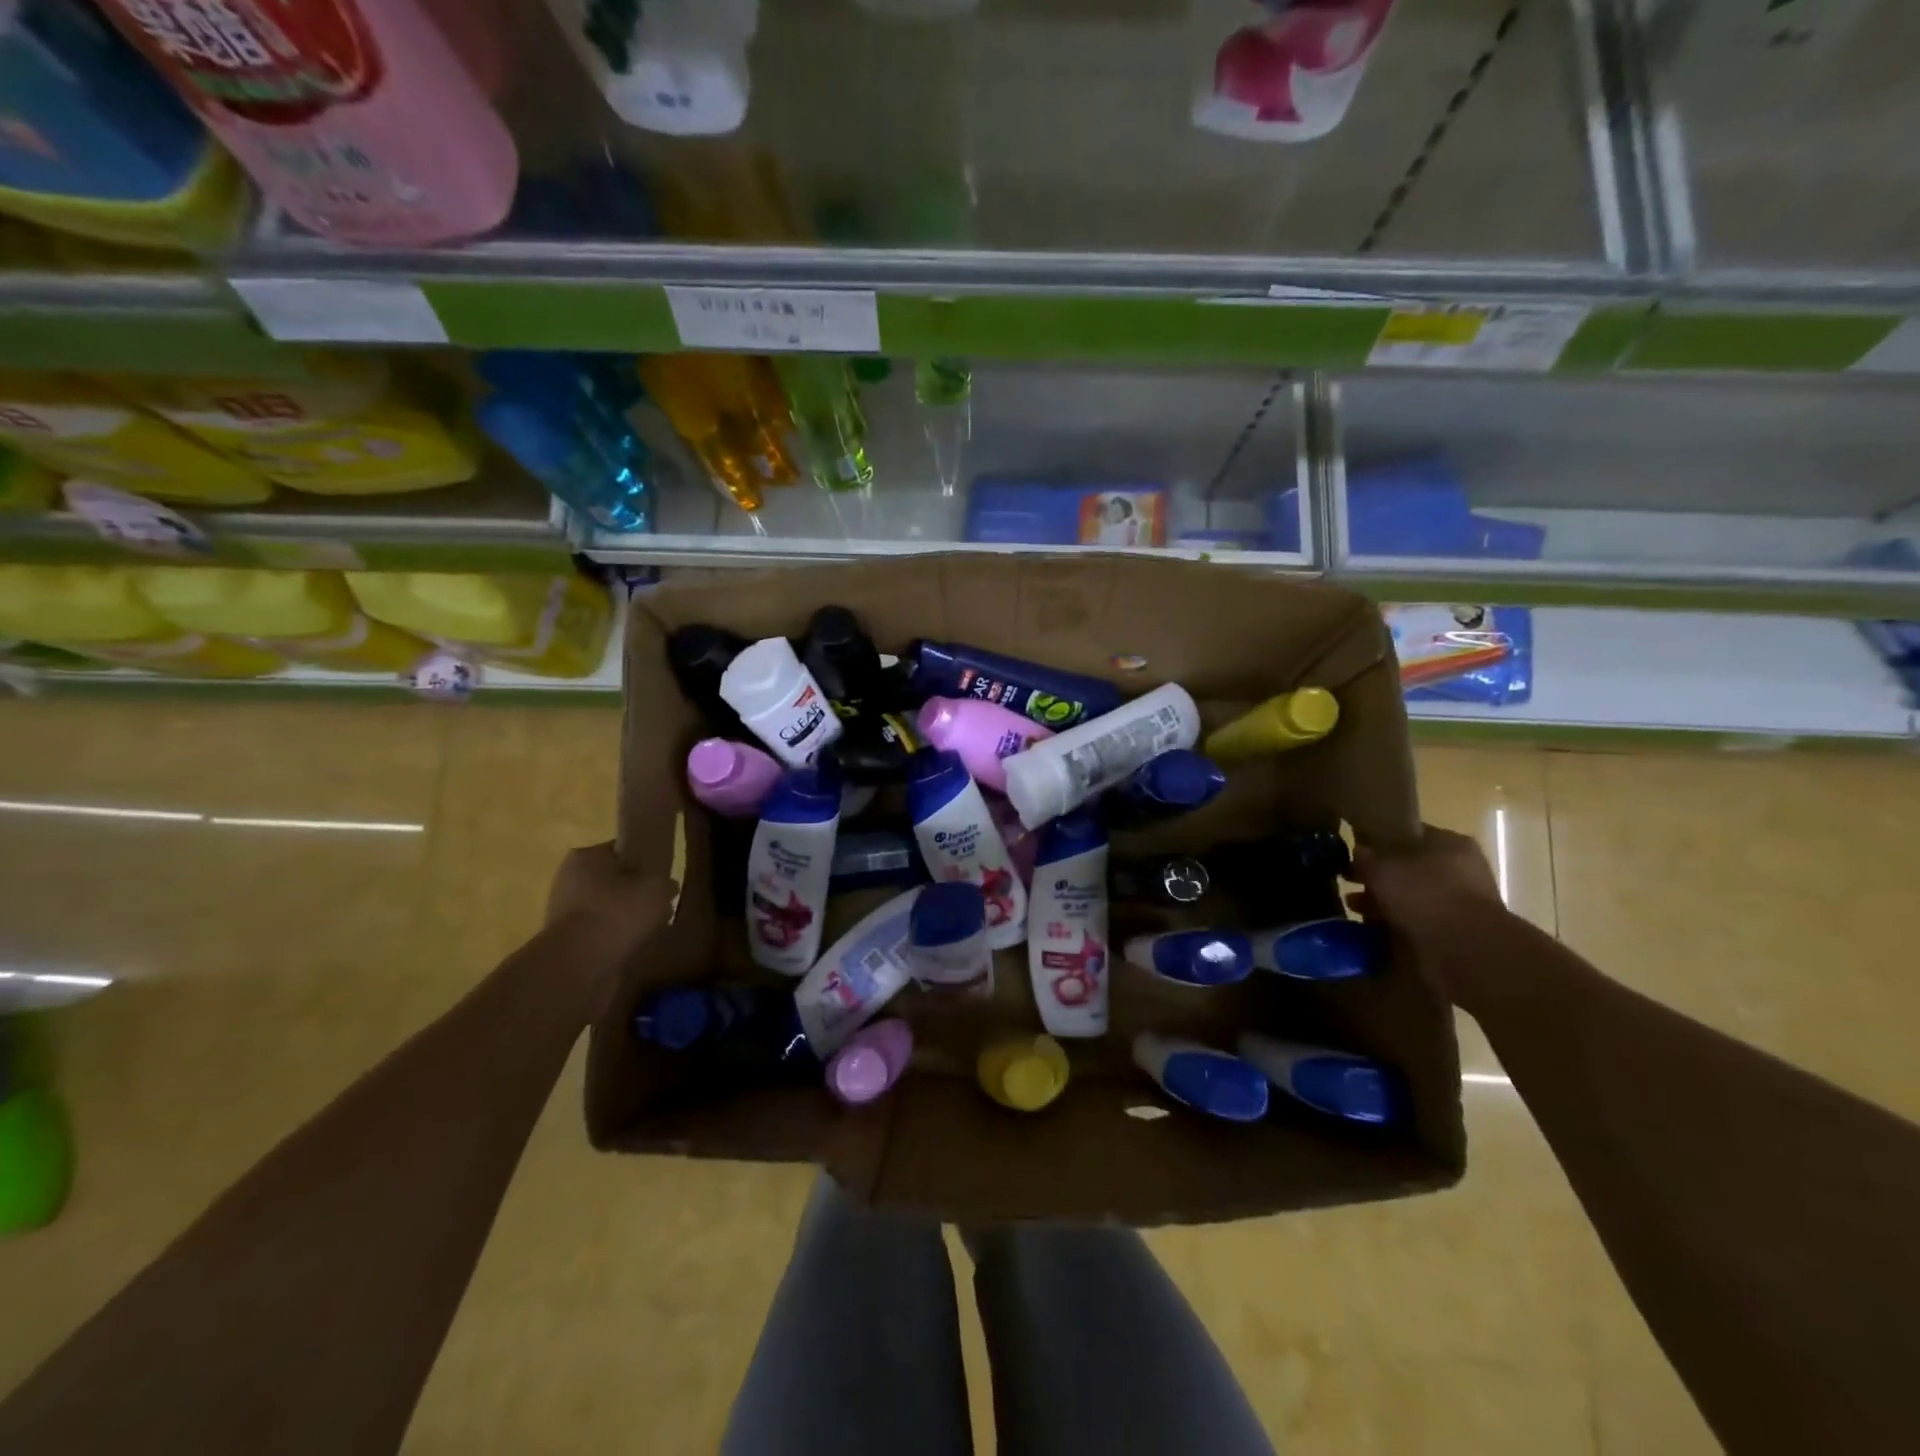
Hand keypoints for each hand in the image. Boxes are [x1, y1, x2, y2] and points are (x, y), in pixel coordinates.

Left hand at [545, 842, 676, 967]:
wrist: (578, 965)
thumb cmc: (617, 913)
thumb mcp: (658, 889)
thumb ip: (666, 883)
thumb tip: (667, 887)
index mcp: (585, 857)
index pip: (619, 851)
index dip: (643, 862)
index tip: (660, 877)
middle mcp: (568, 880)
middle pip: (611, 882)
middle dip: (633, 894)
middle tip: (658, 906)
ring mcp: (563, 913)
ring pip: (605, 910)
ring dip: (624, 919)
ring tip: (648, 930)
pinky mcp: (564, 942)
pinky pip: (598, 934)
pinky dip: (614, 940)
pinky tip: (631, 948)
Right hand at [1346, 825, 1505, 999]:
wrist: (1466, 951)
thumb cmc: (1424, 895)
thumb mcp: (1382, 867)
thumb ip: (1366, 857)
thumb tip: (1358, 852)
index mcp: (1450, 843)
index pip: (1409, 834)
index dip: (1379, 841)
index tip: (1355, 852)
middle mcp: (1460, 870)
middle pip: (1409, 868)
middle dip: (1378, 877)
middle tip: (1349, 882)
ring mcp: (1460, 903)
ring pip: (1411, 897)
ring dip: (1383, 903)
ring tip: (1354, 908)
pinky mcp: (1456, 933)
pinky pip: (1416, 922)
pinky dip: (1395, 925)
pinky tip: (1371, 928)